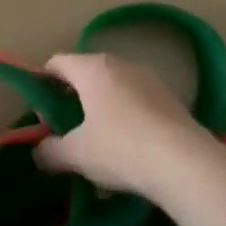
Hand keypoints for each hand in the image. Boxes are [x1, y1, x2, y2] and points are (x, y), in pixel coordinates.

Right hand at [34, 51, 222, 199]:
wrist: (185, 163)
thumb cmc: (120, 148)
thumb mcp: (75, 154)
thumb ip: (49, 150)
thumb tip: (40, 151)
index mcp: (93, 68)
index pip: (56, 62)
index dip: (42, 84)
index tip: (41, 113)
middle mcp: (122, 64)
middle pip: (86, 75)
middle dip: (71, 102)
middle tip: (65, 132)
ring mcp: (150, 79)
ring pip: (113, 92)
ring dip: (99, 114)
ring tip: (96, 149)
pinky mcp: (171, 99)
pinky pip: (136, 105)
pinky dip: (124, 123)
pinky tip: (125, 156)